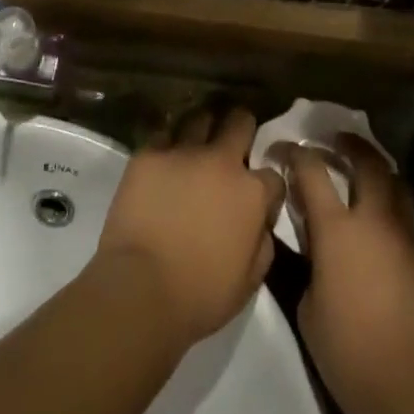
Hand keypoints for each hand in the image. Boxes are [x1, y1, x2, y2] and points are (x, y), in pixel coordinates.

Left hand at [97, 108, 285, 347]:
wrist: (140, 290)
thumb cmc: (200, 295)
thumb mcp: (250, 281)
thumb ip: (263, 242)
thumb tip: (261, 221)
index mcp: (251, 192)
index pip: (273, 174)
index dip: (267, 186)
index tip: (259, 196)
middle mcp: (221, 161)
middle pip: (240, 122)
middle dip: (241, 127)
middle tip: (234, 142)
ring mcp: (183, 152)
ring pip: (200, 118)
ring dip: (203, 129)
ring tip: (196, 143)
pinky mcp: (149, 154)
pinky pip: (163, 135)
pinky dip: (167, 145)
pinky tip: (164, 160)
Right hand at [285, 136, 413, 413]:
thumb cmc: (351, 353)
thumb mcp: (308, 308)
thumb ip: (308, 265)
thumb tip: (313, 249)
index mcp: (337, 229)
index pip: (312, 171)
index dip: (295, 154)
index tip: (283, 148)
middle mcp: (374, 219)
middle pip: (366, 161)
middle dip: (348, 144)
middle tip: (335, 140)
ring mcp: (405, 235)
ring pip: (396, 182)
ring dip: (377, 169)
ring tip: (363, 171)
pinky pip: (407, 214)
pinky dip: (392, 204)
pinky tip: (381, 221)